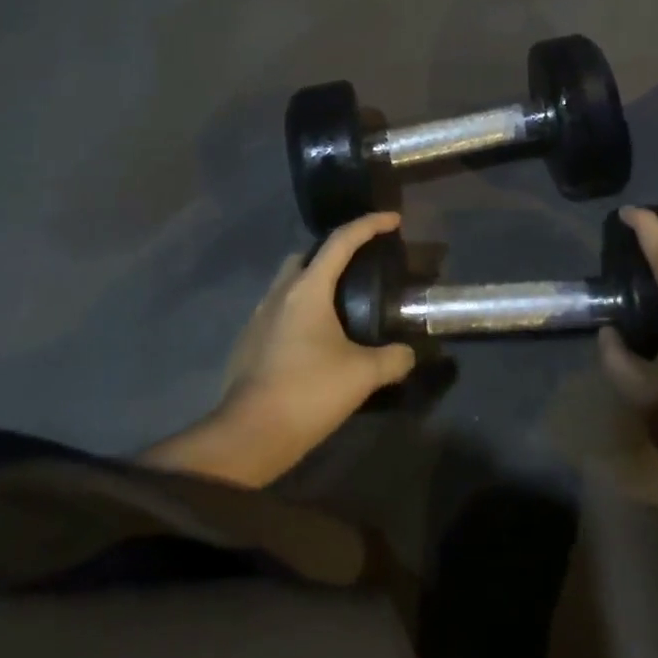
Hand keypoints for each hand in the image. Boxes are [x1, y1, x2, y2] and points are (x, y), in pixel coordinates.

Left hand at [139, 212, 416, 485]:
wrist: (248, 437)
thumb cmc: (308, 393)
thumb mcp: (363, 375)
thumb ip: (393, 359)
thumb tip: (409, 354)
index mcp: (308, 289)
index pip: (341, 240)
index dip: (370, 225)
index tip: (393, 220)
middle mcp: (280, 294)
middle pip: (308, 255)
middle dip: (335, 252)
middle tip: (362, 266)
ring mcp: (259, 318)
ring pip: (289, 283)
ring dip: (315, 282)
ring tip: (342, 303)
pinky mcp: (250, 343)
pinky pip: (279, 310)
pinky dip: (301, 311)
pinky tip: (317, 338)